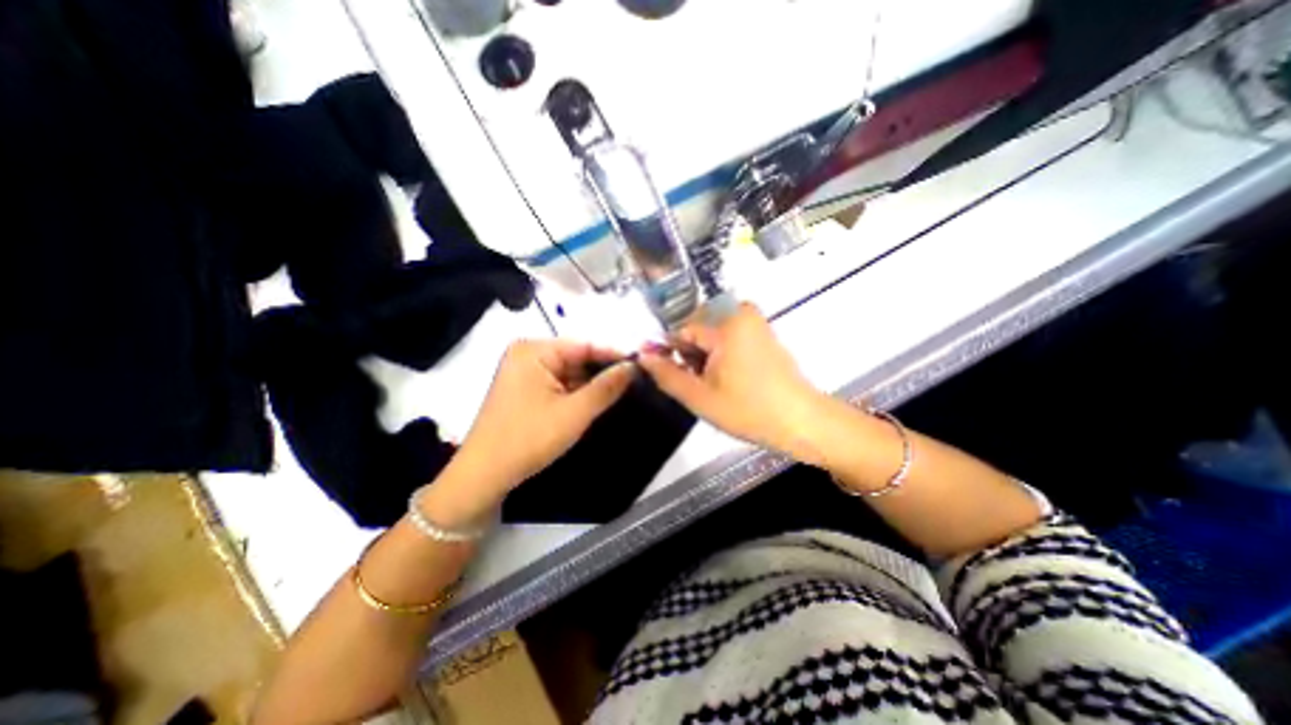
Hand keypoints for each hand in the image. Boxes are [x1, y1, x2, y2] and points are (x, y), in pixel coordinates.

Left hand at [426, 339, 637, 521]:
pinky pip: (558, 384)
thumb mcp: (575, 413)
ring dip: (591, 384)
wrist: (484, 476)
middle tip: (636, 381)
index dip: (614, 355)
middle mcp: (527, 354)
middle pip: (577, 357)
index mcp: (534, 350)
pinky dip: (577, 393)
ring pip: (569, 373)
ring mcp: (524, 372)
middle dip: (603, 372)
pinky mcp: (524, 390)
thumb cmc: (528, 439)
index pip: (585, 345)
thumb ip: (607, 387)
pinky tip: (597, 401)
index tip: (642, 365)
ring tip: (623, 391)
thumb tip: (634, 366)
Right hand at [638, 302, 825, 457]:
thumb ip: (667, 374)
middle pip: (698, 331)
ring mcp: (755, 322)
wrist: (800, 421)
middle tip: (699, 384)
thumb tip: (643, 355)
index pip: (682, 330)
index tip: (674, 377)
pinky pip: (729, 336)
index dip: (672, 354)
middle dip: (691, 356)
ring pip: (712, 335)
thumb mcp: (700, 397)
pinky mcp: (763, 332)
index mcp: (726, 324)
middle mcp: (741, 313)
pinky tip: (729, 378)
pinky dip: (722, 354)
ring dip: (706, 357)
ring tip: (715, 384)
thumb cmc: (748, 410)